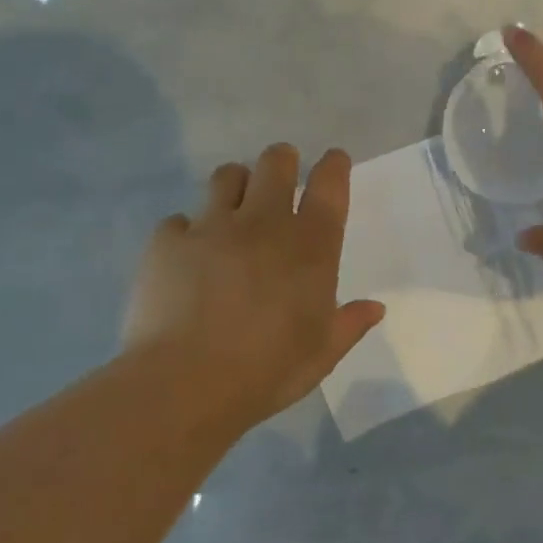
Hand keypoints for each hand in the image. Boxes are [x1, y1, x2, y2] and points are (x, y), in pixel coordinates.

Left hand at [124, 144, 384, 429]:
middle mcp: (263, 223)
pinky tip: (187, 254)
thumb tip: (375, 308)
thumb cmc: (267, 370)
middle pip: (275, 163)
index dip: (334, 166)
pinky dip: (187, 231)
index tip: (334, 160)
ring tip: (234, 206)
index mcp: (310, 247)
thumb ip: (349, 323)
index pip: (329, 186)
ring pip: (227, 177)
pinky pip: (179, 221)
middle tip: (281, 175)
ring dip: (236, 184)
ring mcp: (212, 227)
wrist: (185, 383)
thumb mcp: (322, 353)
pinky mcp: (168, 242)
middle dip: (282, 160)